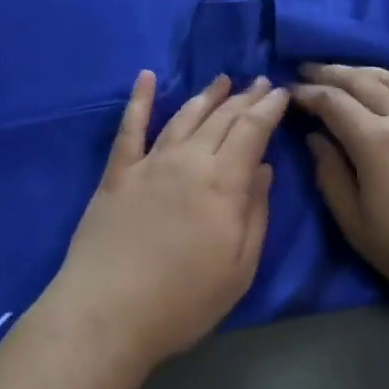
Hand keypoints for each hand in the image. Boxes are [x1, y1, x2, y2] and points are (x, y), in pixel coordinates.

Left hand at [40, 71, 287, 378]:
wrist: (108, 312)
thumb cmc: (183, 301)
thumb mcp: (239, 268)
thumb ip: (256, 213)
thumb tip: (265, 167)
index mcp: (222, 182)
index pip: (252, 130)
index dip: (268, 108)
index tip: (281, 91)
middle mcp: (188, 159)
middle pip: (221, 118)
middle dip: (244, 97)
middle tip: (260, 81)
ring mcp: (150, 162)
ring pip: (184, 116)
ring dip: (205, 95)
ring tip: (222, 80)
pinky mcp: (118, 171)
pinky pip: (131, 126)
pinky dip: (139, 99)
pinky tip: (146, 77)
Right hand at [293, 64, 388, 347]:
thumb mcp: (360, 229)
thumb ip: (330, 177)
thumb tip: (316, 138)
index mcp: (376, 140)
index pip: (332, 100)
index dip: (306, 92)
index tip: (288, 92)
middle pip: (361, 79)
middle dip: (329, 71)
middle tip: (306, 69)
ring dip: (361, 70)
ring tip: (342, 73)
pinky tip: (388, 92)